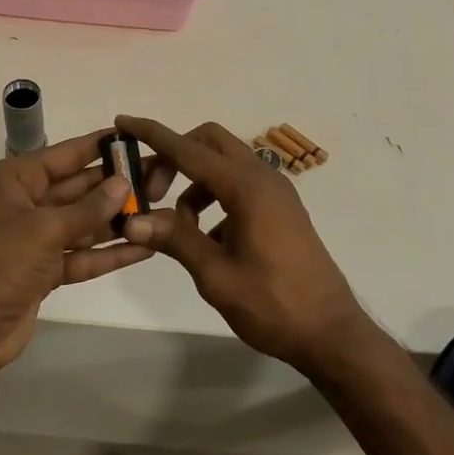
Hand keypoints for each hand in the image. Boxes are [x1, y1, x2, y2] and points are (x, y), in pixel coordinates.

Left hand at [0, 129, 152, 377]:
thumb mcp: (43, 229)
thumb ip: (87, 208)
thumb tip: (123, 183)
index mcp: (14, 181)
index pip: (64, 155)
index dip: (99, 146)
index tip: (136, 138)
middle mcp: (25, 204)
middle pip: (77, 188)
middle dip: (116, 185)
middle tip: (160, 176)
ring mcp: (34, 240)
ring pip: (83, 224)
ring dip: (117, 220)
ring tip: (161, 209)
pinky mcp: (44, 272)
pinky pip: (81, 255)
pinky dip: (108, 253)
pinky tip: (144, 248)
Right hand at [115, 115, 369, 372]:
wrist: (331, 332)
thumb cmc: (273, 305)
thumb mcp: (217, 275)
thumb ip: (175, 239)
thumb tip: (131, 220)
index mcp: (247, 188)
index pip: (189, 150)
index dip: (153, 135)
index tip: (122, 121)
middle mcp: (263, 178)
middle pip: (209, 142)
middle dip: (174, 155)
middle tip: (150, 191)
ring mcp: (275, 192)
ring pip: (224, 163)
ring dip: (193, 180)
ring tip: (176, 225)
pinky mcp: (280, 209)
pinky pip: (238, 184)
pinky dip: (214, 196)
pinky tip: (206, 238)